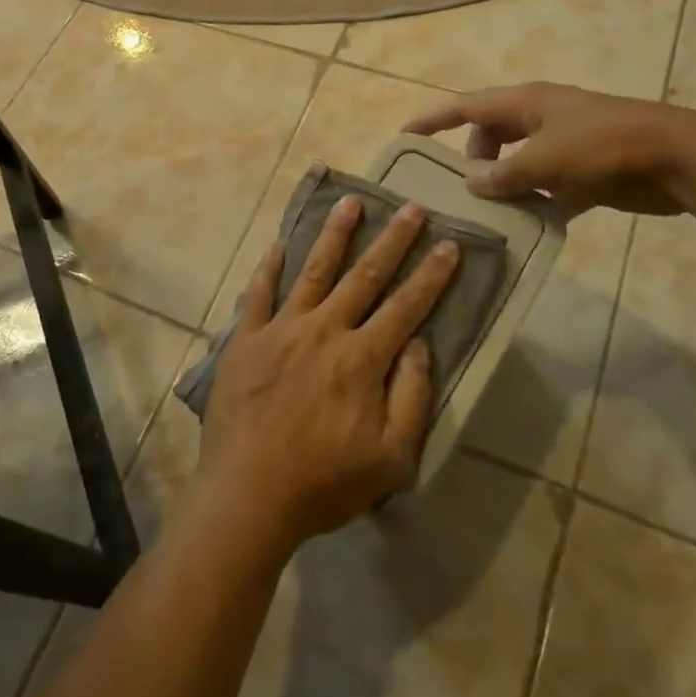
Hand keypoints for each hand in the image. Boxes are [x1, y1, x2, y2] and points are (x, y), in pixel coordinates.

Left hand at [198, 196, 459, 551]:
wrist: (248, 495)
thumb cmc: (324, 482)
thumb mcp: (391, 458)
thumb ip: (411, 397)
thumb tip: (419, 343)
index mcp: (361, 359)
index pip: (406, 307)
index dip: (431, 275)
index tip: (449, 244)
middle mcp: (324, 331)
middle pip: (364, 276)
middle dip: (392, 241)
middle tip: (411, 208)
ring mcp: (281, 330)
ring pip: (314, 271)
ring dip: (335, 235)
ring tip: (351, 201)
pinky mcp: (246, 339)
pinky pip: (258, 294)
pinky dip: (269, 268)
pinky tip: (278, 244)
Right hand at [404, 82, 694, 216]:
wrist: (676, 158)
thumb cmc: (602, 146)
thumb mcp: (544, 159)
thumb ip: (503, 174)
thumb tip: (473, 184)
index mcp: (525, 103)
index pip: (466, 106)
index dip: (433, 119)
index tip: (405, 136)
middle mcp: (540, 118)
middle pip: (490, 134)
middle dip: (472, 159)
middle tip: (458, 189)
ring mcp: (564, 144)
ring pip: (518, 163)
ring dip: (503, 185)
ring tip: (488, 214)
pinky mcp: (586, 171)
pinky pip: (547, 187)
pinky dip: (536, 203)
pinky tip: (528, 226)